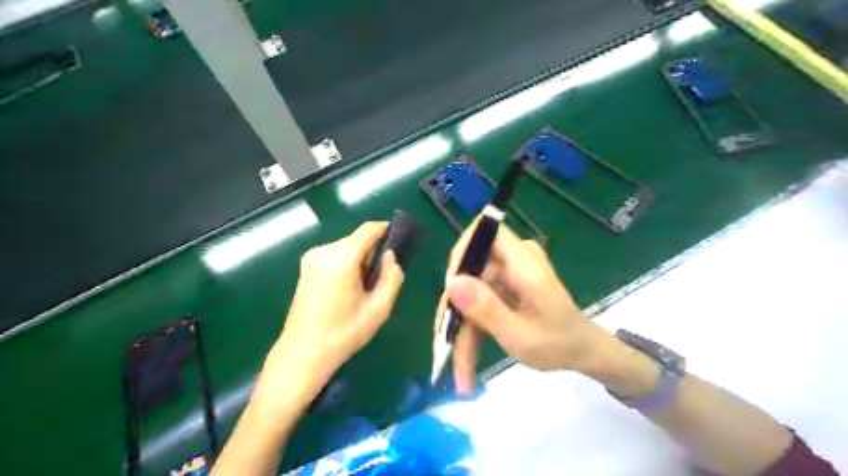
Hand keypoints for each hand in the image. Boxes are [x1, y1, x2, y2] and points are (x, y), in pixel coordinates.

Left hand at [271, 221, 402, 379]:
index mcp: (342, 259)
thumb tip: (390, 257)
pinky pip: (334, 255)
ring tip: (364, 287)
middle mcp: (324, 251)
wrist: (304, 353)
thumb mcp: (379, 309)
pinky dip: (347, 264)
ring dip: (360, 259)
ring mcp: (311, 258)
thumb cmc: (344, 333)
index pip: (368, 230)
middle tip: (381, 277)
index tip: (400, 239)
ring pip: (346, 247)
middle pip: (357, 239)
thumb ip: (392, 277)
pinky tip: (347, 288)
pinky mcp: (306, 267)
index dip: (386, 229)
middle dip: (373, 252)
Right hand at [441, 218, 598, 391]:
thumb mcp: (521, 335)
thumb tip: (451, 281)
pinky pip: (477, 299)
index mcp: (523, 261)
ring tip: (460, 368)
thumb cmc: (559, 344)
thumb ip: (487, 309)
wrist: (581, 351)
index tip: (450, 292)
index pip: (483, 231)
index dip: (460, 255)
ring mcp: (507, 272)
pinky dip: (471, 327)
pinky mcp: (503, 285)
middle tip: (446, 345)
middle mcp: (513, 259)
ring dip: (461, 326)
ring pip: (469, 289)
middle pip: (469, 268)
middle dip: (455, 307)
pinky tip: (467, 360)